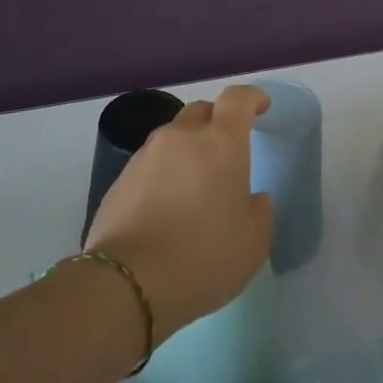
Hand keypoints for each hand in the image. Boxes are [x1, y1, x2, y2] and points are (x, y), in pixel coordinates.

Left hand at [84, 85, 274, 339]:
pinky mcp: (120, 178)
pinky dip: (165, 172)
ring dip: (188, 149)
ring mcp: (146, 155)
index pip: (238, 98)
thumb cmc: (204, 257)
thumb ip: (260, 209)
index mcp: (221, 142)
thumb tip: (251, 197)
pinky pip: (151, 163)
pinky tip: (167, 206)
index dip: (253, 97)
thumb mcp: (254, 241)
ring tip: (195, 185)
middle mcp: (182, 136)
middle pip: (202, 111)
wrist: (128, 284)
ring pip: (174, 136)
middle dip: (218, 122)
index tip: (262, 106)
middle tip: (227, 151)